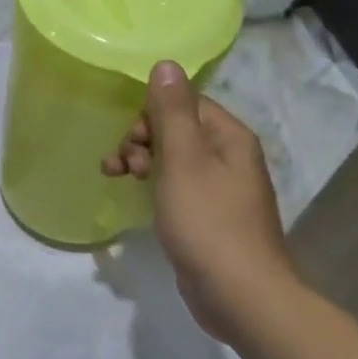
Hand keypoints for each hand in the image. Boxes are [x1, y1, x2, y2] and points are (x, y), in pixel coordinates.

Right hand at [102, 61, 297, 340]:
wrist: (240, 295)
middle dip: (141, 140)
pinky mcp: (209, 217)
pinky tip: (134, 197)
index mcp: (229, 137)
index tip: (131, 140)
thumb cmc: (208, 221)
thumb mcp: (183, 159)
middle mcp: (229, 157)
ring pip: (173, 159)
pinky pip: (176, 187)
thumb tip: (166, 63)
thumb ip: (172, 111)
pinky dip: (153, 186)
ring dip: (141, 162)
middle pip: (177, 130)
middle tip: (123, 165)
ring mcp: (220, 190)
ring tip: (117, 178)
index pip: (186, 103)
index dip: (152, 115)